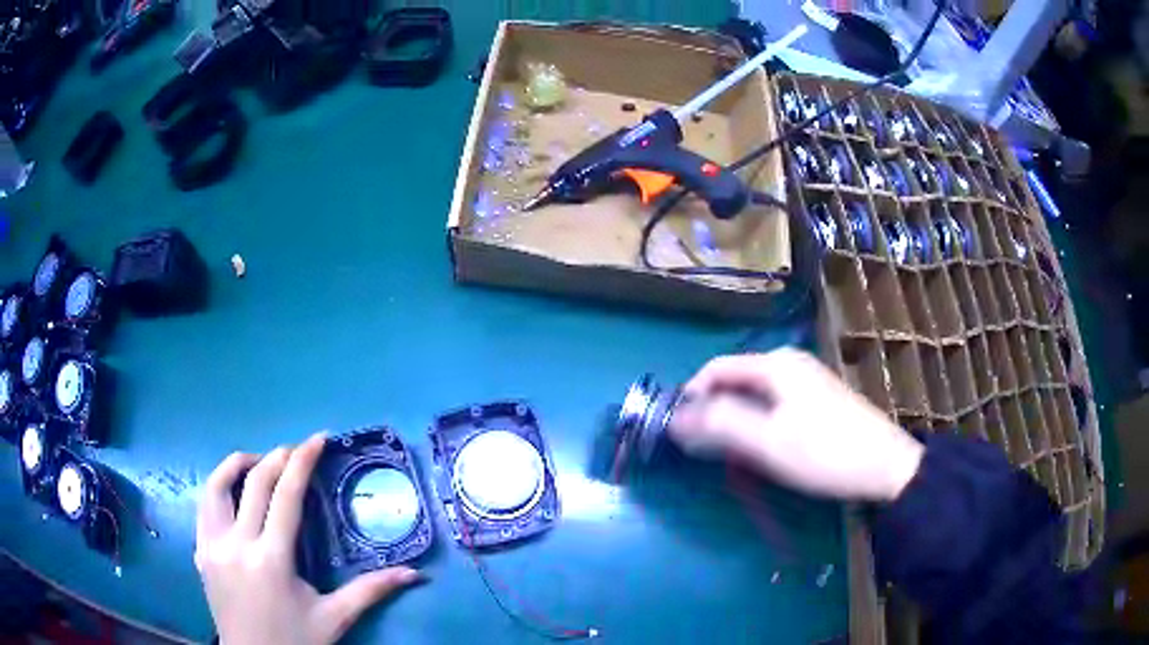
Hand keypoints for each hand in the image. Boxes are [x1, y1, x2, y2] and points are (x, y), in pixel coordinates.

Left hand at [195, 432, 422, 644]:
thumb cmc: (295, 641)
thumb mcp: (334, 618)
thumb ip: (371, 591)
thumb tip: (415, 574)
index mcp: (271, 559)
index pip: (285, 496)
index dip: (302, 462)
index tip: (317, 439)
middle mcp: (236, 544)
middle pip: (253, 481)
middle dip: (276, 457)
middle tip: (296, 450)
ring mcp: (211, 546)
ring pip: (216, 485)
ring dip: (238, 465)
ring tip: (259, 464)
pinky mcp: (200, 552)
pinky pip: (204, 508)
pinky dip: (220, 490)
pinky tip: (235, 497)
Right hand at [669, 348, 923, 501]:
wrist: (885, 467)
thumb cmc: (824, 452)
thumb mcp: (766, 442)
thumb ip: (719, 425)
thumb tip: (676, 418)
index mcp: (775, 364)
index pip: (715, 369)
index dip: (691, 397)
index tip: (677, 431)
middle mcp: (788, 364)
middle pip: (734, 382)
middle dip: (713, 413)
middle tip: (702, 451)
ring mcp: (805, 381)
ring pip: (753, 397)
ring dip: (734, 423)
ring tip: (729, 456)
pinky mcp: (816, 400)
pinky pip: (772, 407)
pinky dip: (756, 426)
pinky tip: (761, 451)